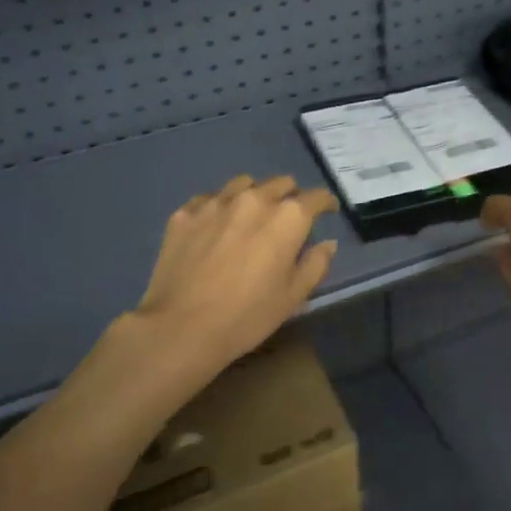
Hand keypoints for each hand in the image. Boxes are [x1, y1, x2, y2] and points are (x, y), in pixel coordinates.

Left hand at [132, 174, 339, 369]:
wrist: (181, 327)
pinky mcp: (185, 213)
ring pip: (244, 184)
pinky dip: (220, 207)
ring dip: (255, 195)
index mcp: (287, 218)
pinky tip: (216, 226)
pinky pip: (209, 199)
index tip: (328, 210)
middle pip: (280, 183)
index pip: (315, 197)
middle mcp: (254, 200)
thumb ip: (315, 264)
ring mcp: (216, 203)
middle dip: (290, 196)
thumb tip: (327, 243)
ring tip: (252, 215)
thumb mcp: (293, 296)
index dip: (326, 203)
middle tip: (288, 218)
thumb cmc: (247, 315)